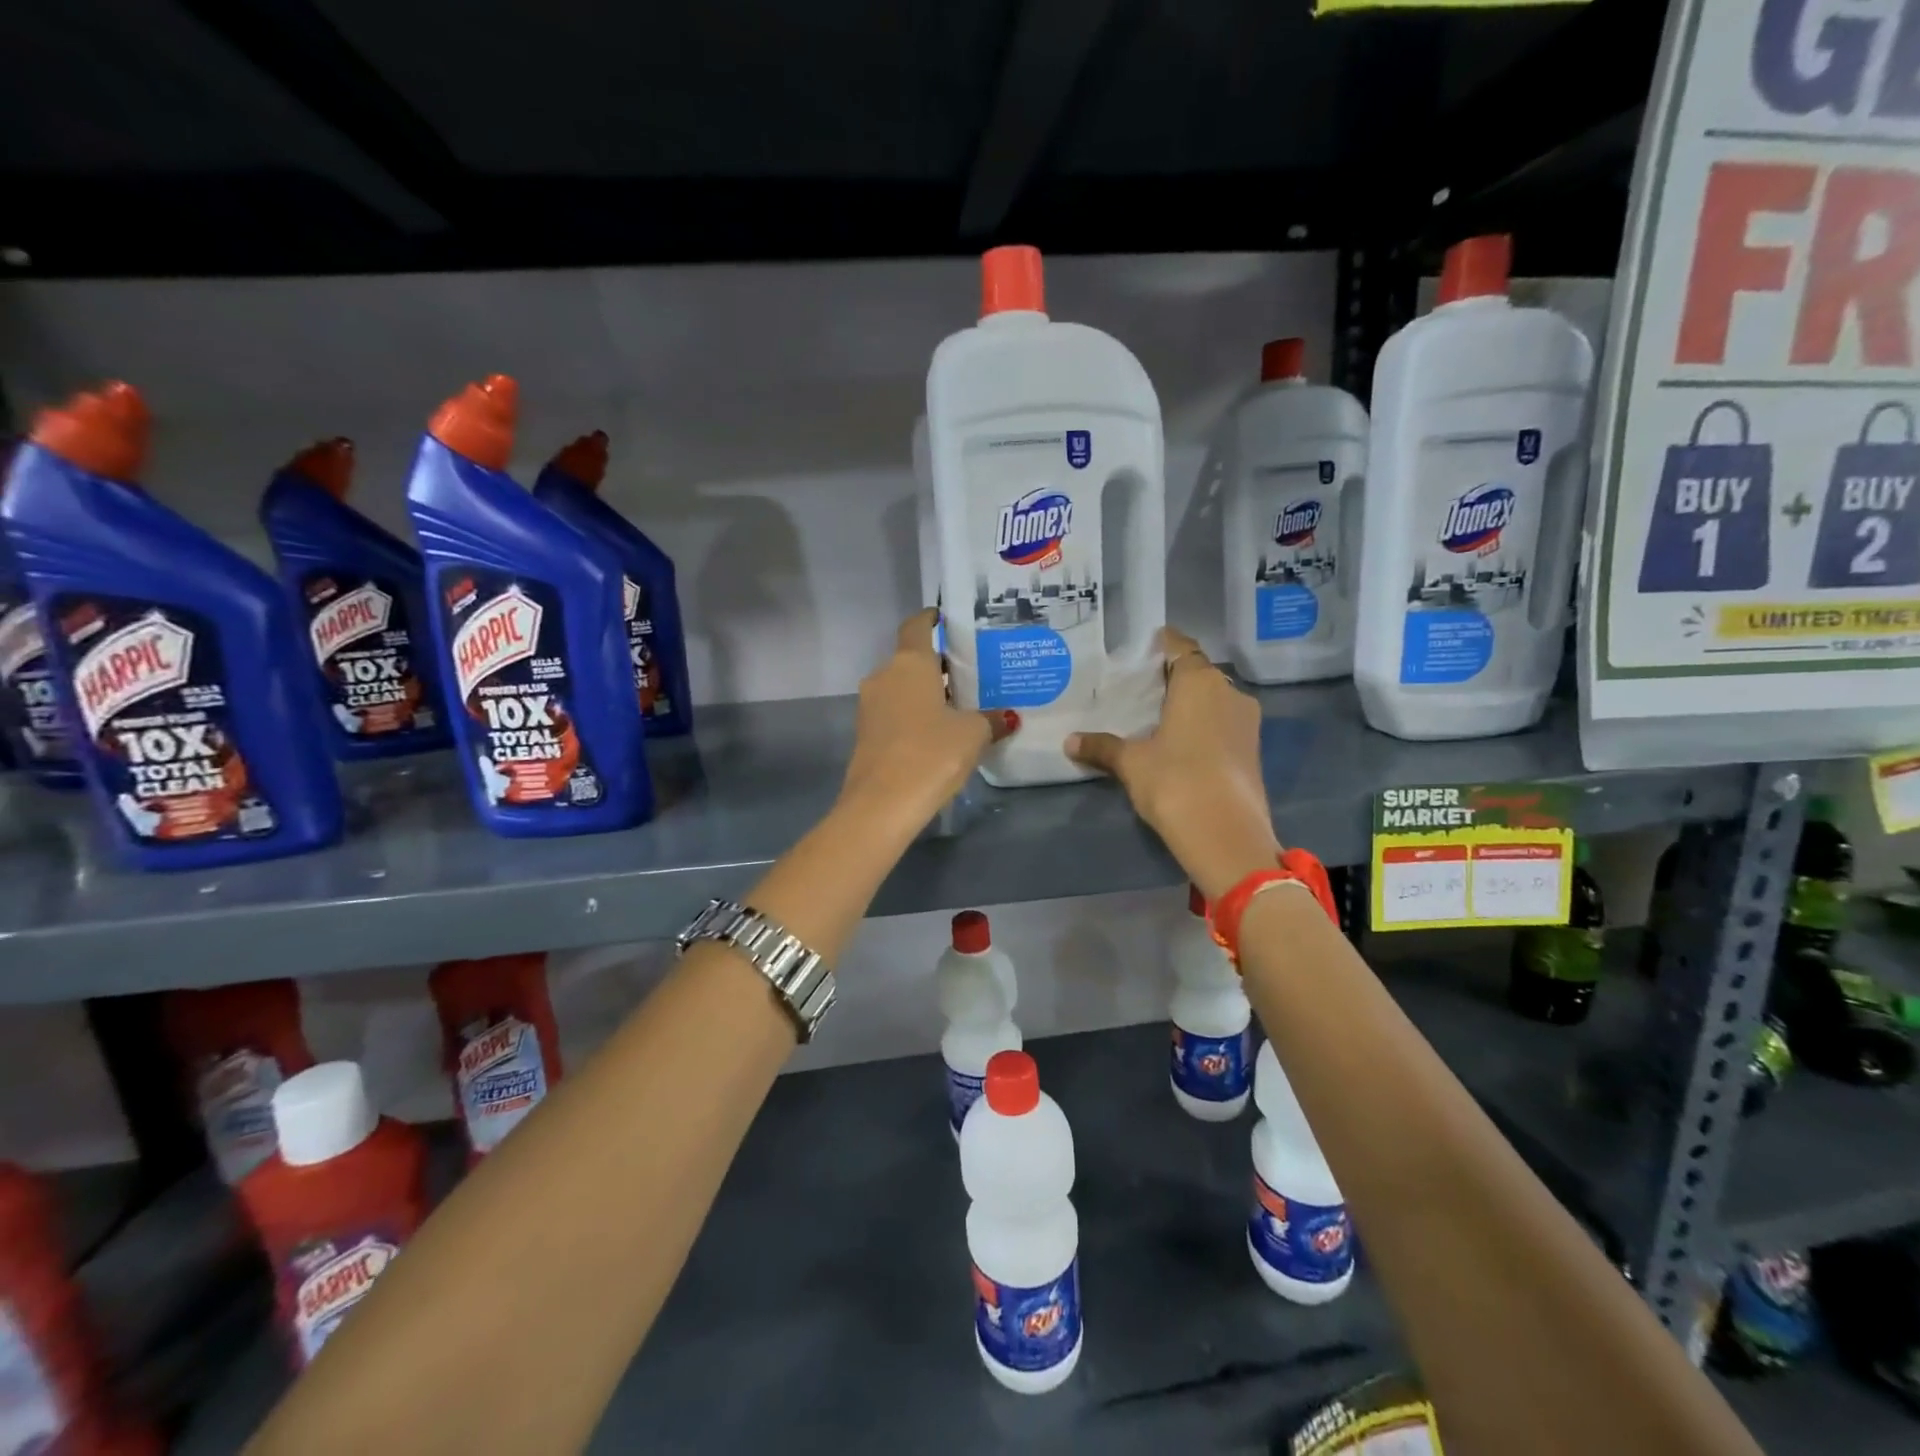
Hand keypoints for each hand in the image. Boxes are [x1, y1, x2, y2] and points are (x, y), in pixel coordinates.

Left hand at [838, 609, 1017, 834]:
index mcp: (909, 663)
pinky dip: (914, 715)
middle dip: (939, 665)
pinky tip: (939, 733)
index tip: (950, 619)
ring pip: (902, 688)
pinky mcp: (865, 734)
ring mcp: (870, 706)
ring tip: (960, 706)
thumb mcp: (973, 734)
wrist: (881, 805)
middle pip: (912, 659)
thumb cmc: (931, 754)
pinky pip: (894, 713)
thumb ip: (991, 719)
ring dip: (926, 692)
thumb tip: (1008, 717)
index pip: (917, 626)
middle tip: (972, 673)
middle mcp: (884, 676)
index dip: (932, 619)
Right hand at [1066, 628, 1279, 898]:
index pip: (1181, 647)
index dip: (1162, 644)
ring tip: (1156, 716)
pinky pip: (1222, 723)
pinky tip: (1179, 743)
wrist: (1226, 835)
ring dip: (1189, 704)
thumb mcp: (1131, 763)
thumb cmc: (1174, 782)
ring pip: (1213, 700)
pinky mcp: (1252, 750)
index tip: (1142, 648)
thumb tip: (1070, 741)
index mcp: (1199, 682)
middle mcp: (1229, 691)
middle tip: (1139, 688)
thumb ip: (1102, 747)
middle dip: (1172, 678)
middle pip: (1198, 673)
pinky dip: (1203, 726)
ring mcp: (1246, 722)